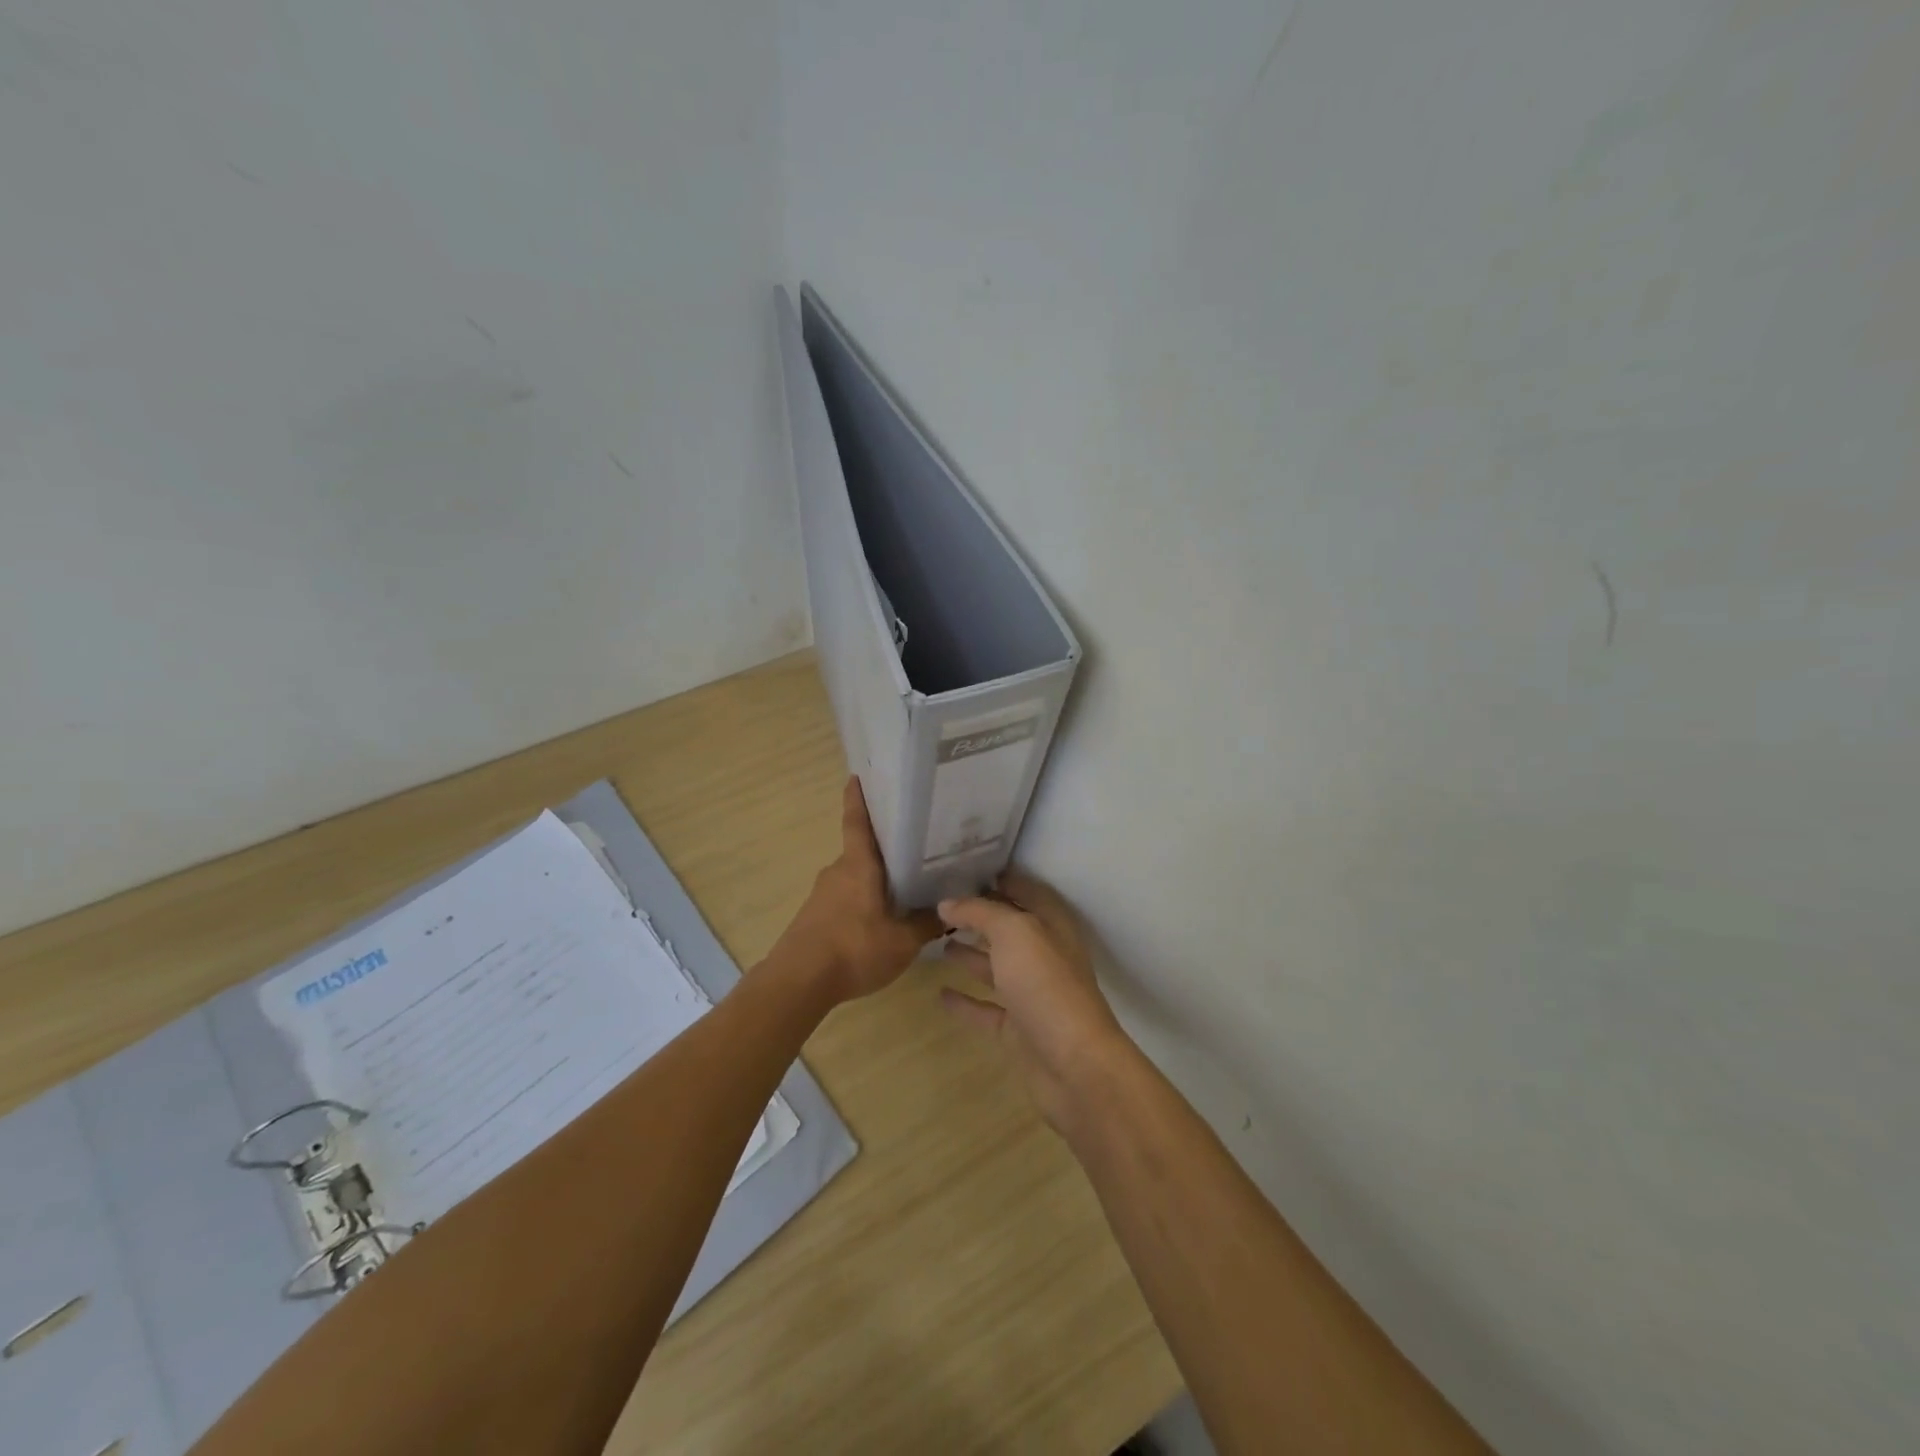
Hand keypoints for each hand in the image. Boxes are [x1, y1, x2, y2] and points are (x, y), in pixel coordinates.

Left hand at [773, 778, 941, 1001]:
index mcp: (858, 865)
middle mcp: (838, 871)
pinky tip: (880, 919)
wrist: (798, 982)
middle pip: (863, 851)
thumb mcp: (903, 941)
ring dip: (875, 879)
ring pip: (855, 877)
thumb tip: (950, 910)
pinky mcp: (815, 917)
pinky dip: (863, 901)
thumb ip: (927, 924)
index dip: (858, 798)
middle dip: (885, 848)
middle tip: (915, 846)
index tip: (858, 776)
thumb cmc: (853, 949)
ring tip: (905, 886)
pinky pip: (846, 899)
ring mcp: (823, 894)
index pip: (857, 821)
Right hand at [938, 871, 1132, 1132]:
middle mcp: (1044, 955)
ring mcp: (1031, 994)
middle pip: (1008, 928)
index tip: (963, 869)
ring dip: (970, 954)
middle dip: (978, 916)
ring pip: (996, 967)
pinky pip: (987, 1009)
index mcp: (1051, 925)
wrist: (1074, 1065)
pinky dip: (965, 1001)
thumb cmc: (1046, 985)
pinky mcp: (1018, 1030)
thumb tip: (947, 902)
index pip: (1023, 891)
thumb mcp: (1014, 933)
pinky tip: (940, 993)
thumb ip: (980, 913)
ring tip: (938, 941)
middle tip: (940, 904)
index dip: (998, 878)